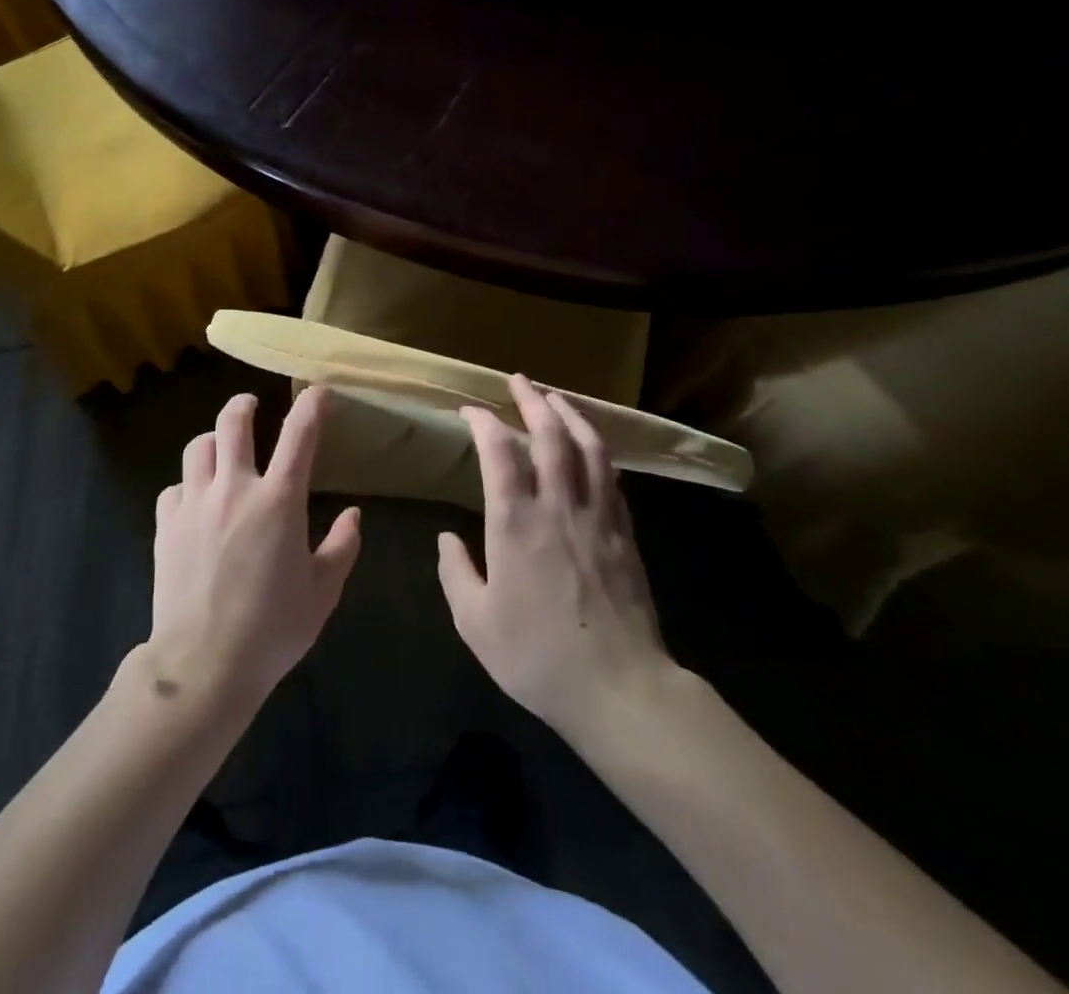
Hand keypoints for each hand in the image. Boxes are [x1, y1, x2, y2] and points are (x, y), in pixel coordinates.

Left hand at [147, 387, 361, 709]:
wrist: (203, 665)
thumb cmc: (272, 630)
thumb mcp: (322, 593)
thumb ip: (342, 547)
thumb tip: (352, 515)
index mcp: (278, 501)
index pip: (299, 435)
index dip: (311, 406)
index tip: (319, 393)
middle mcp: (234, 489)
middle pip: (233, 422)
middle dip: (245, 405)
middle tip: (252, 406)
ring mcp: (194, 503)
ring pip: (197, 447)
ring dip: (213, 442)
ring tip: (221, 452)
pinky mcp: (165, 524)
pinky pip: (174, 488)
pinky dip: (187, 487)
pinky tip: (195, 504)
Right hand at [438, 376, 673, 744]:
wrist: (620, 689)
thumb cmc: (537, 656)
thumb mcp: (475, 622)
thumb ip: (455, 573)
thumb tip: (445, 538)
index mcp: (515, 524)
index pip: (499, 453)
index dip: (484, 423)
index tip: (471, 411)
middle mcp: (557, 507)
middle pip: (549, 436)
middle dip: (532, 400)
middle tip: (518, 379)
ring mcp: (596, 517)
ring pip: (588, 449)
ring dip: (570, 415)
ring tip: (556, 397)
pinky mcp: (623, 534)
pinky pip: (610, 477)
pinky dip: (597, 450)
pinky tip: (590, 448)